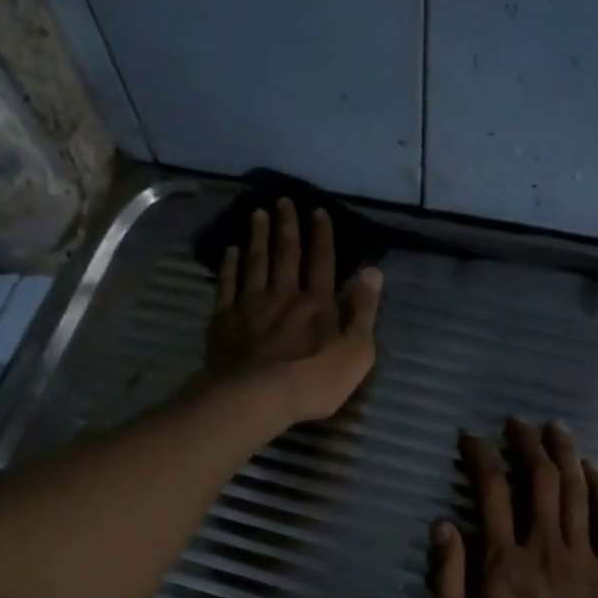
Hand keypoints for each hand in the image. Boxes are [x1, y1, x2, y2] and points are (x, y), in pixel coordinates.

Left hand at [206, 198, 383, 425]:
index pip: (322, 261)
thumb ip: (364, 311)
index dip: (322, 235)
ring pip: (255, 262)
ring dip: (257, 236)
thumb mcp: (356, 351)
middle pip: (285, 253)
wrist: (256, 397)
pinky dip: (229, 266)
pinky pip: (227, 285)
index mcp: (317, 303)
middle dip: (286, 225)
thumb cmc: (314, 380)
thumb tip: (372, 272)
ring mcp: (250, 305)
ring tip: (257, 214)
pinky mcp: (225, 320)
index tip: (317, 211)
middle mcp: (284, 294)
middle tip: (282, 200)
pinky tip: (230, 251)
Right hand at [430, 420, 597, 597]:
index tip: (471, 437)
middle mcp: (546, 549)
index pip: (490, 491)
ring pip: (576, 490)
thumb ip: (449, 584)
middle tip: (516, 422)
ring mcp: (586, 560)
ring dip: (564, 454)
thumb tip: (444, 526)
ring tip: (554, 428)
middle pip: (539, 479)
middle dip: (526, 444)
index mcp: (503, 564)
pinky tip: (595, 469)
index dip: (480, 456)